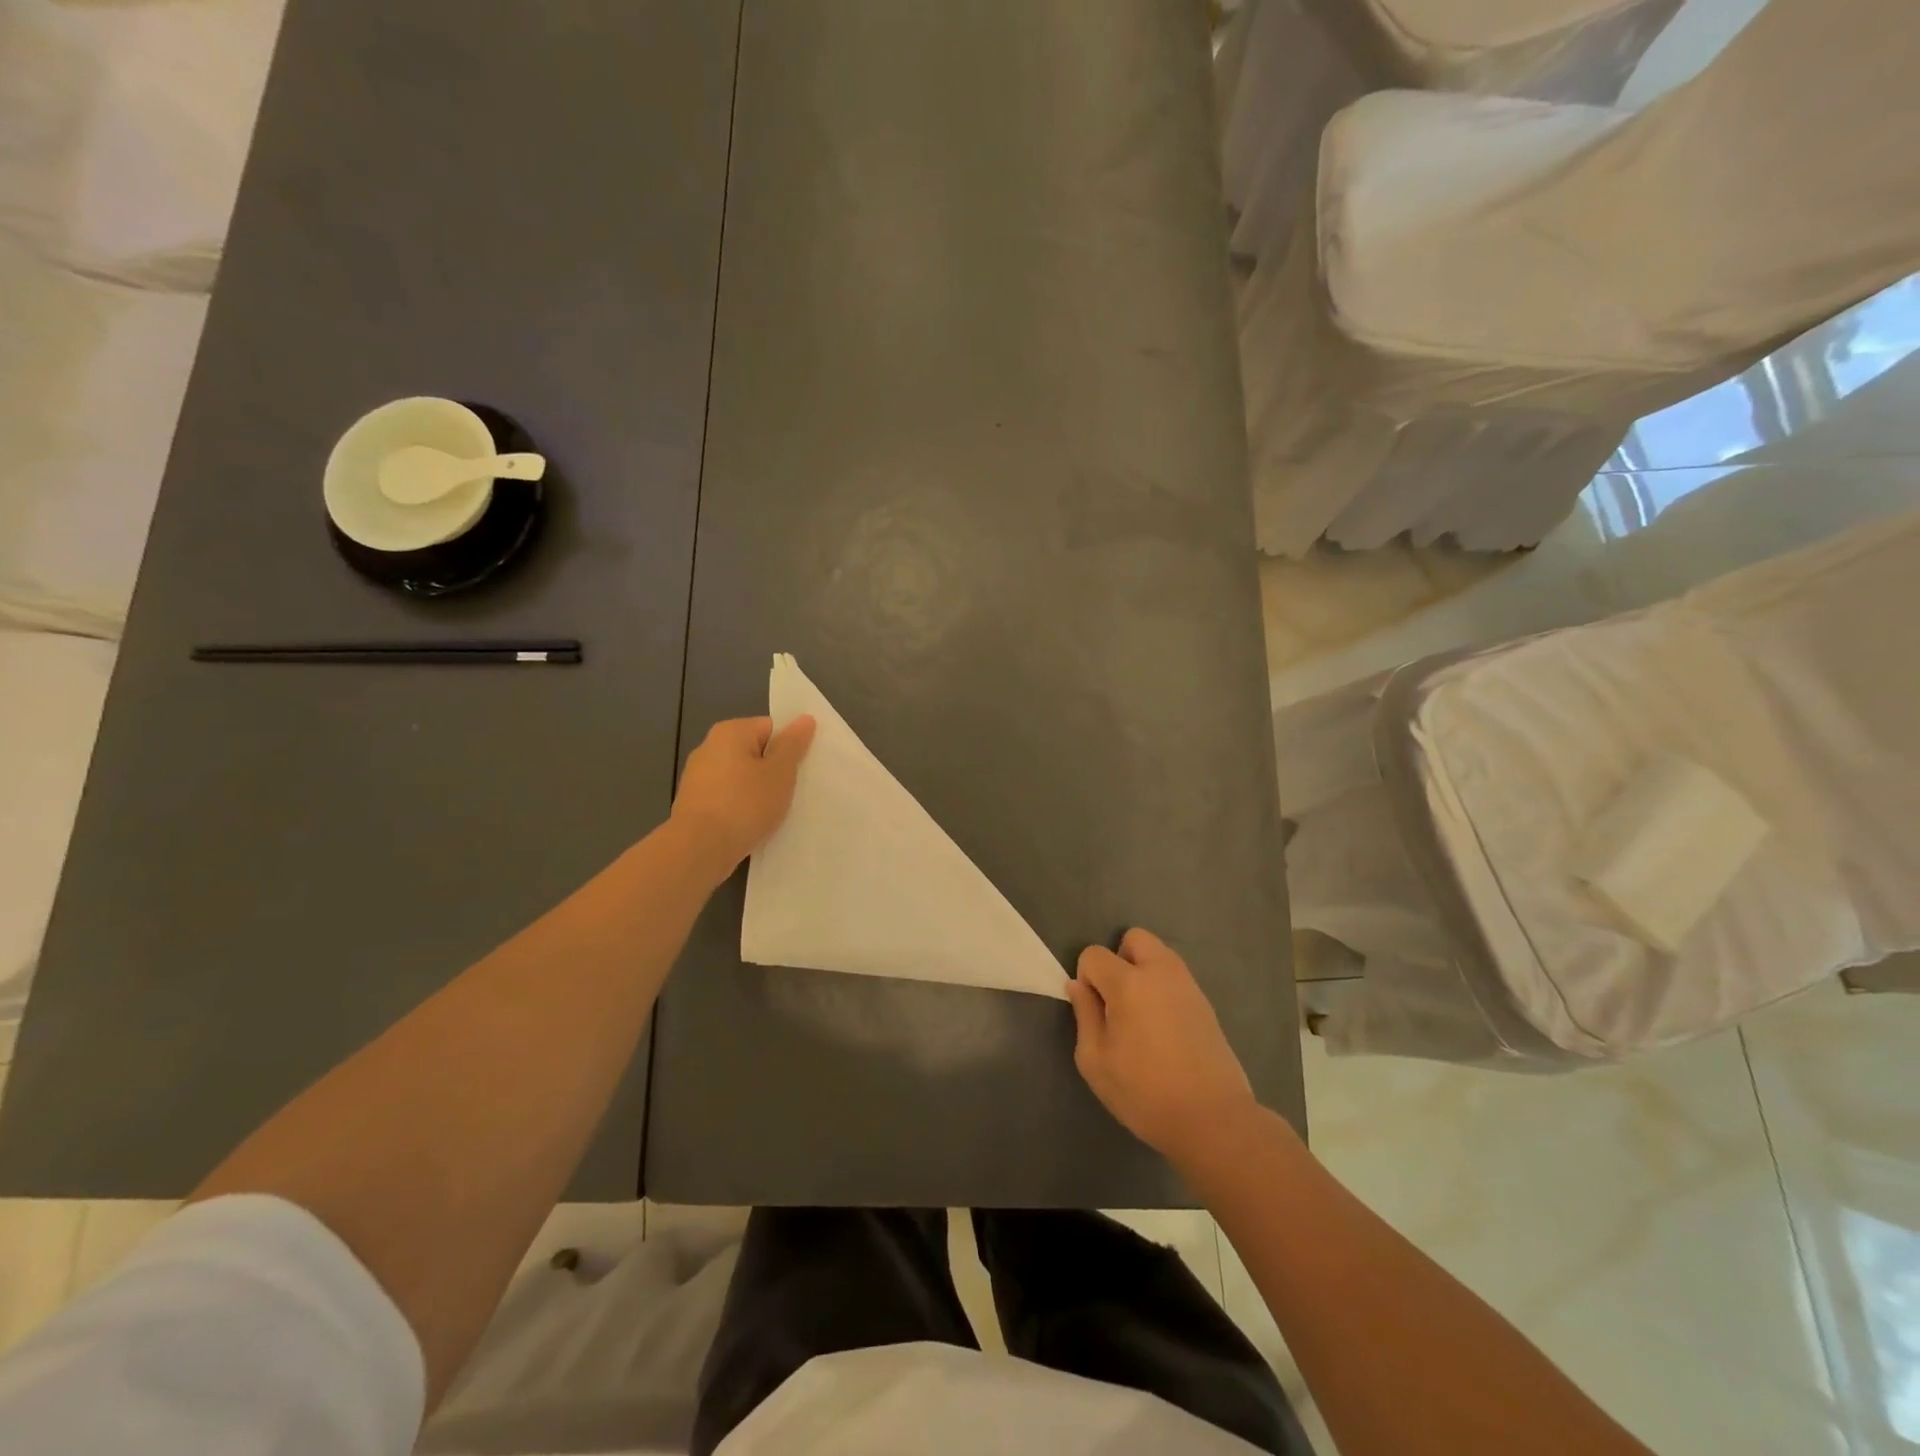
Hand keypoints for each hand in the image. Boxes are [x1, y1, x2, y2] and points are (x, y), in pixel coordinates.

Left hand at [670, 715, 815, 878]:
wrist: (699, 849)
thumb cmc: (745, 804)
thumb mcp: (780, 772)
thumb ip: (793, 745)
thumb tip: (805, 718)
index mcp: (730, 732)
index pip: (770, 727)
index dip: (788, 748)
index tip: (799, 770)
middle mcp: (709, 748)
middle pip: (754, 751)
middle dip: (774, 770)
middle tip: (792, 791)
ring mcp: (698, 777)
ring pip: (741, 777)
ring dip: (759, 791)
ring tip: (774, 811)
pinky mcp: (695, 803)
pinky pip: (728, 797)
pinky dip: (742, 807)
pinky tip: (752, 823)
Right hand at [1068, 928, 1257, 1161]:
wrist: (1212, 1119)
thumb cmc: (1144, 1092)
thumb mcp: (1096, 1061)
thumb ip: (1084, 1015)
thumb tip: (1078, 986)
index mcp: (1128, 983)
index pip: (1094, 954)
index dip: (1086, 978)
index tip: (1094, 1010)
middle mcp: (1160, 972)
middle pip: (1134, 938)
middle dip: (1118, 960)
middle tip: (1117, 1000)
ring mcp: (1188, 985)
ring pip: (1159, 955)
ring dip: (1143, 972)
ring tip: (1140, 1016)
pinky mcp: (1205, 1003)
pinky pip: (1175, 978)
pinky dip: (1163, 989)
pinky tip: (1163, 1029)